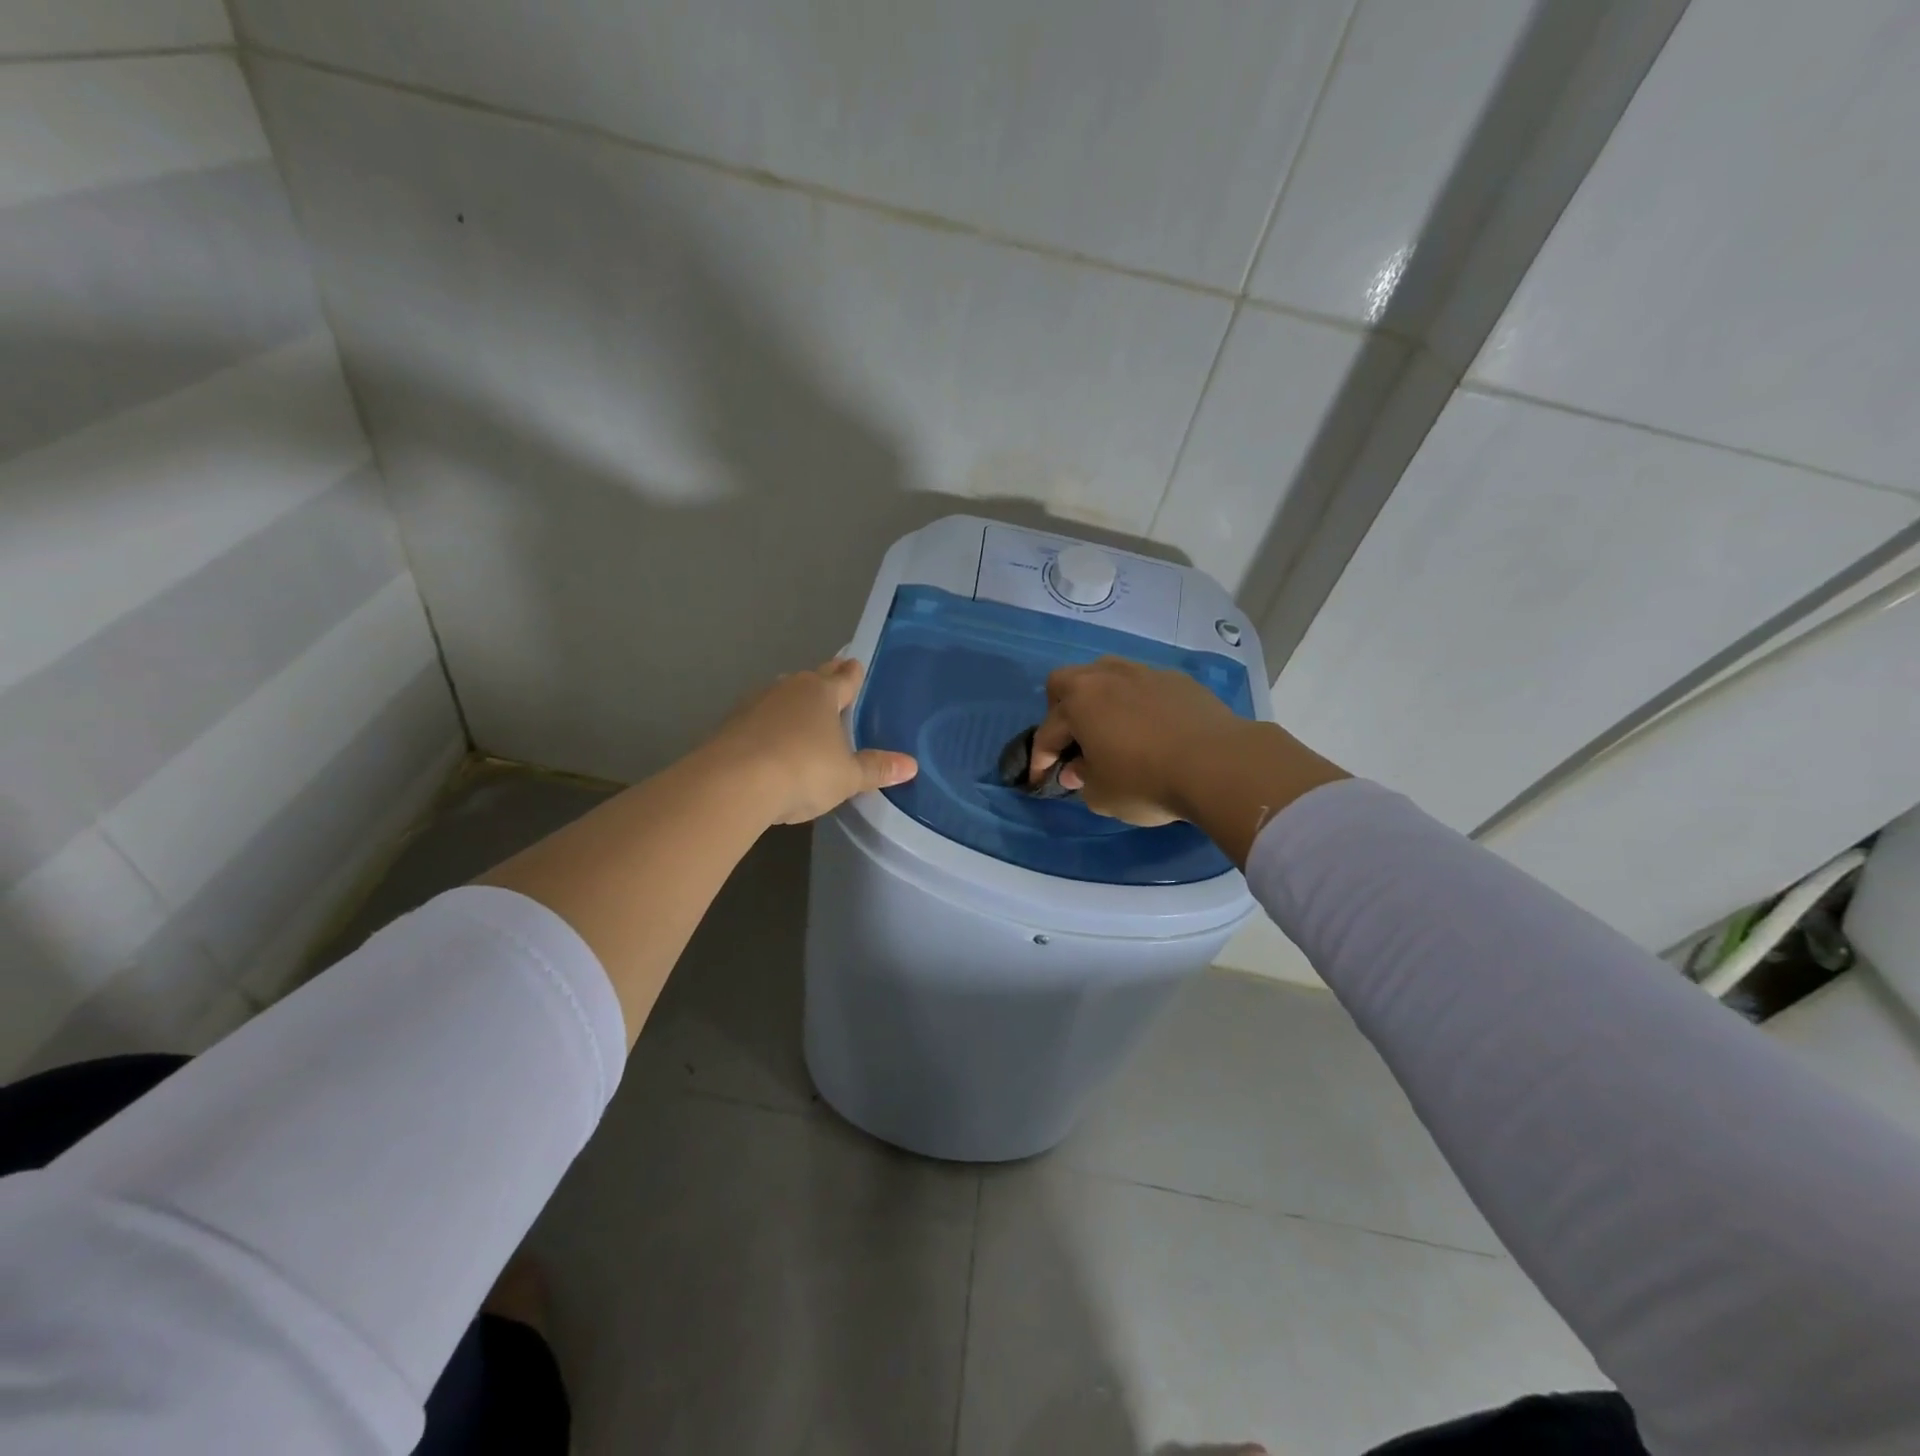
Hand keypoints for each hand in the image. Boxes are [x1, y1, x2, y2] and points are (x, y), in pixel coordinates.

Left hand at [709, 659, 917, 824]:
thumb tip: (911, 765)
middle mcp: (789, 690)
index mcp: (822, 694)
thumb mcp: (847, 776)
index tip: (855, 663)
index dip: (853, 673)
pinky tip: (769, 738)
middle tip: (833, 676)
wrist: (733, 783)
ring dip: (791, 701)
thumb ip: (876, 769)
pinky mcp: (730, 724)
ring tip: (800, 709)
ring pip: (781, 695)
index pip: (844, 678)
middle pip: (812, 679)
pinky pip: (757, 718)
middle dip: (824, 679)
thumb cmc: (803, 771)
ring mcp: (755, 704)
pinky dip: (767, 724)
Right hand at [1030, 657, 1250, 824]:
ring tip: (1109, 727)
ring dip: (1099, 698)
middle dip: (1060, 710)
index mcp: (1079, 701)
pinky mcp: (1178, 680)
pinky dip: (1136, 703)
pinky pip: (1143, 685)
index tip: (1041, 779)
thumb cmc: (1147, 781)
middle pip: (1067, 682)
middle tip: (1070, 740)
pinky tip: (1150, 728)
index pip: (1047, 731)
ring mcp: (1144, 673)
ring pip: (1107, 675)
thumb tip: (1077, 768)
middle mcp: (1106, 677)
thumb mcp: (1102, 794)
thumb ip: (1082, 779)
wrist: (1220, 764)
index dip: (1040, 759)